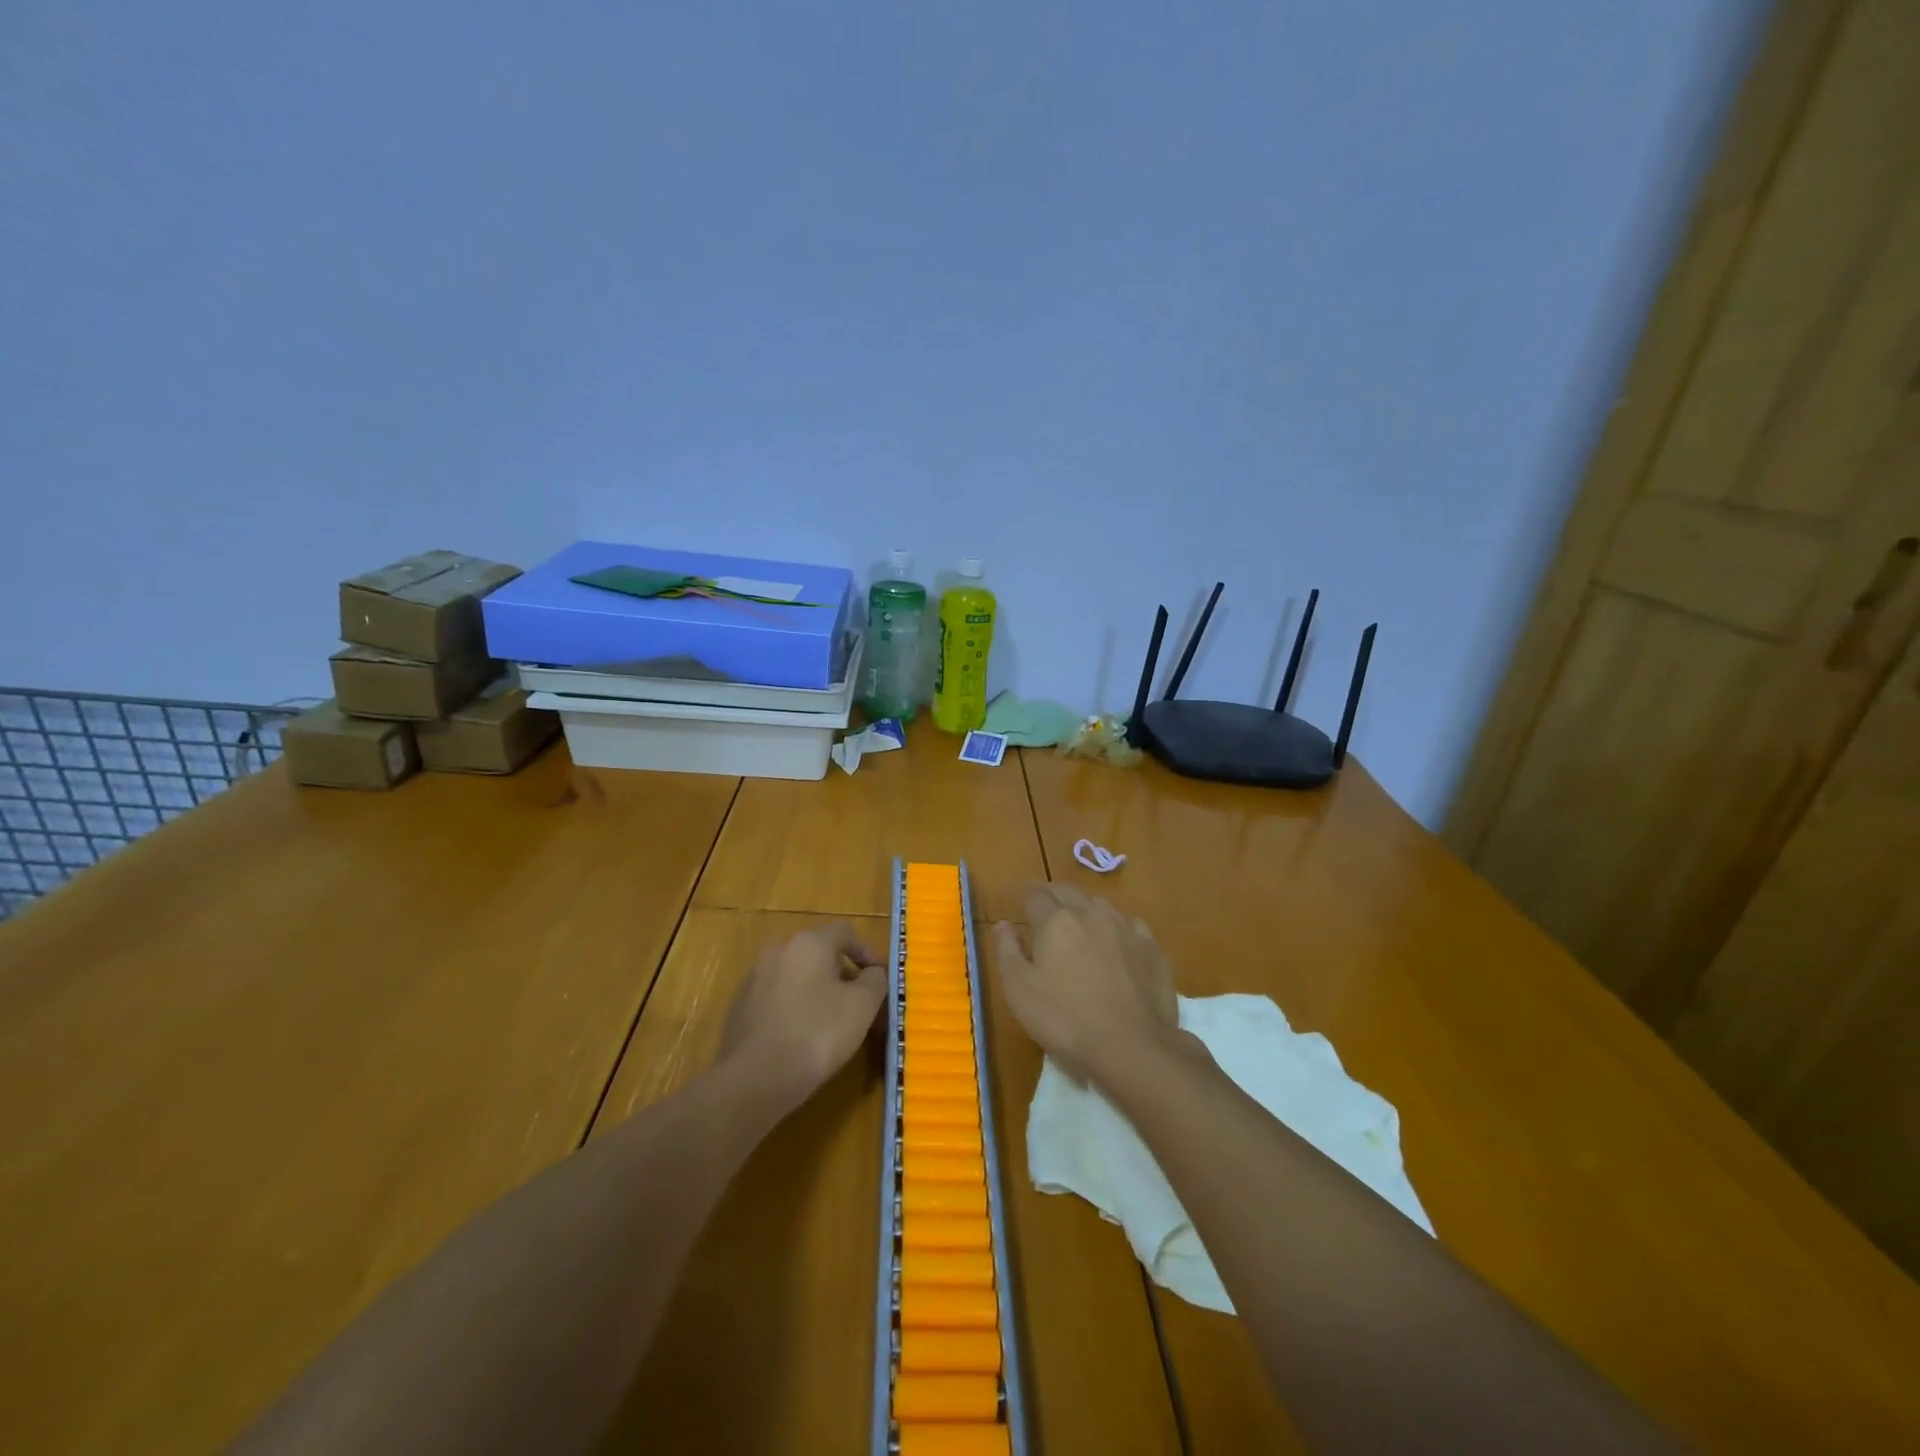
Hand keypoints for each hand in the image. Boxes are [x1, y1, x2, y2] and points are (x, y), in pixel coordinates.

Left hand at [720, 924, 886, 1107]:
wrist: (755, 1078)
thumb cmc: (817, 1032)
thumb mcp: (863, 1005)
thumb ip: (875, 980)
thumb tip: (873, 973)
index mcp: (809, 942)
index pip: (845, 932)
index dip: (867, 952)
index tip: (879, 979)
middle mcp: (778, 950)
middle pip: (819, 953)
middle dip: (842, 974)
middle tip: (859, 1002)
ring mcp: (755, 978)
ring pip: (796, 976)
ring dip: (817, 991)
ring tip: (832, 1022)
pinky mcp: (740, 1007)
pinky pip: (777, 998)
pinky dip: (794, 1008)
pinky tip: (802, 1037)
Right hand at [992, 884, 1180, 1085]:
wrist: (1132, 1047)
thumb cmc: (1065, 1020)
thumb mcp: (1019, 990)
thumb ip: (1007, 951)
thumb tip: (1003, 924)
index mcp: (1056, 922)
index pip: (1037, 896)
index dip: (1028, 896)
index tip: (1023, 901)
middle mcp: (1091, 915)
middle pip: (1069, 892)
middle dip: (1054, 895)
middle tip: (1047, 905)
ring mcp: (1125, 929)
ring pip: (1101, 905)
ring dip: (1086, 908)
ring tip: (1080, 921)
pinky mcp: (1152, 949)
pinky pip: (1131, 925)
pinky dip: (1118, 927)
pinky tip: (1118, 941)